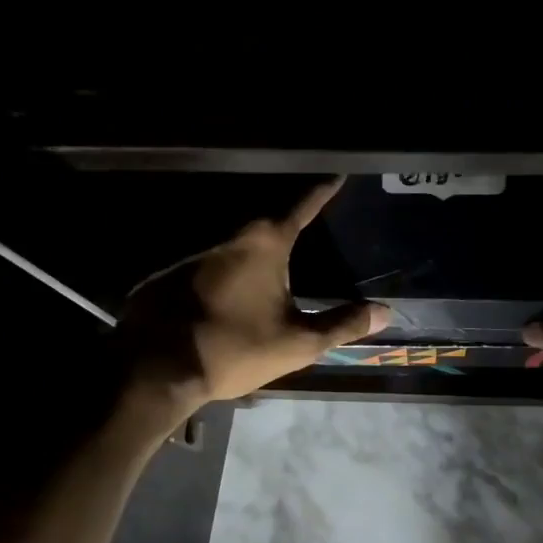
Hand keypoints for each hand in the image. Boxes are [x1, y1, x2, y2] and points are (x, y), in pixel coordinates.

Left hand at [116, 178, 388, 421]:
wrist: (156, 368)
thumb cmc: (235, 348)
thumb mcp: (298, 342)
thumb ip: (343, 324)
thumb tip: (385, 311)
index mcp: (265, 246)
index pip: (302, 207)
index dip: (322, 192)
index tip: (336, 175)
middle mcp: (229, 241)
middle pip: (266, 227)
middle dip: (288, 230)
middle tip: (309, 234)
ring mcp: (193, 257)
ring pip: (235, 252)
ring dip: (254, 262)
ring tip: (272, 281)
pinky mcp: (169, 278)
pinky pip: (209, 272)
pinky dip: (226, 282)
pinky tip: (230, 305)